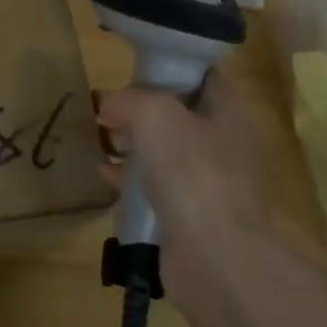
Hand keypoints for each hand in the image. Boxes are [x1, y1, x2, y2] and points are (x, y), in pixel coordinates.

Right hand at [95, 73, 270, 297]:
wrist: (215, 259)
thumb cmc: (191, 173)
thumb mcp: (153, 115)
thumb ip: (127, 99)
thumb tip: (108, 103)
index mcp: (228, 113)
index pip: (200, 75)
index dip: (166, 67)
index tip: (130, 68)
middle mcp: (224, 144)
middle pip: (178, 113)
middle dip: (140, 107)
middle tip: (105, 105)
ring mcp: (209, 182)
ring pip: (165, 150)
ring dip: (132, 142)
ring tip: (98, 135)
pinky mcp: (190, 215)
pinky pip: (155, 186)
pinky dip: (129, 177)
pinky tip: (102, 171)